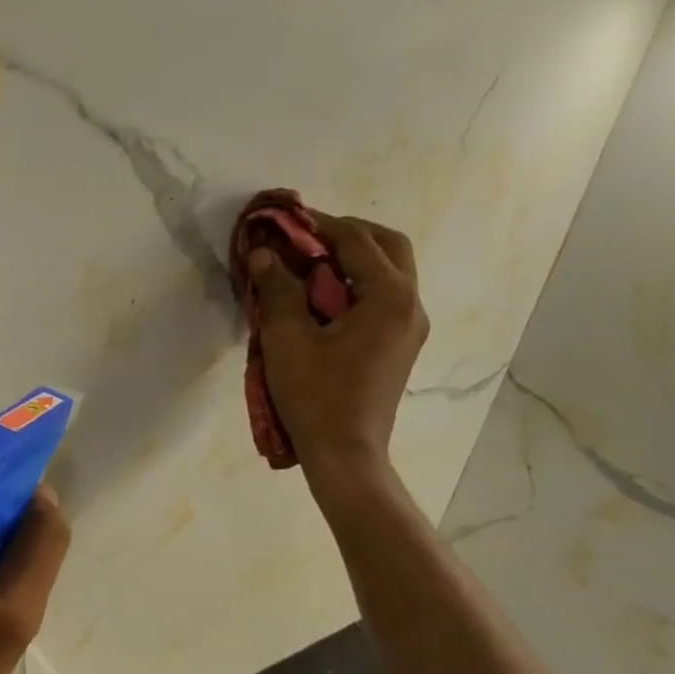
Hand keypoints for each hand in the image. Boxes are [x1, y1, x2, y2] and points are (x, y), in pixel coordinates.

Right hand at [249, 214, 428, 496]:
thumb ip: (278, 288)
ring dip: (354, 259)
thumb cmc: (316, 396)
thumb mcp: (287, 339)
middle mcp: (410, 305)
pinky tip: (324, 299)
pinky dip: (358, 285)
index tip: (286, 219)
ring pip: (390, 272)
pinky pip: (384, 298)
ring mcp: (410, 328)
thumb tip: (264, 253)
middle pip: (388, 247)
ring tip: (310, 265)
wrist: (345, 455)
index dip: (319, 224)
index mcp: (389, 298)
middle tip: (307, 237)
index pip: (356, 241)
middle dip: (348, 234)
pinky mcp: (400, 347)